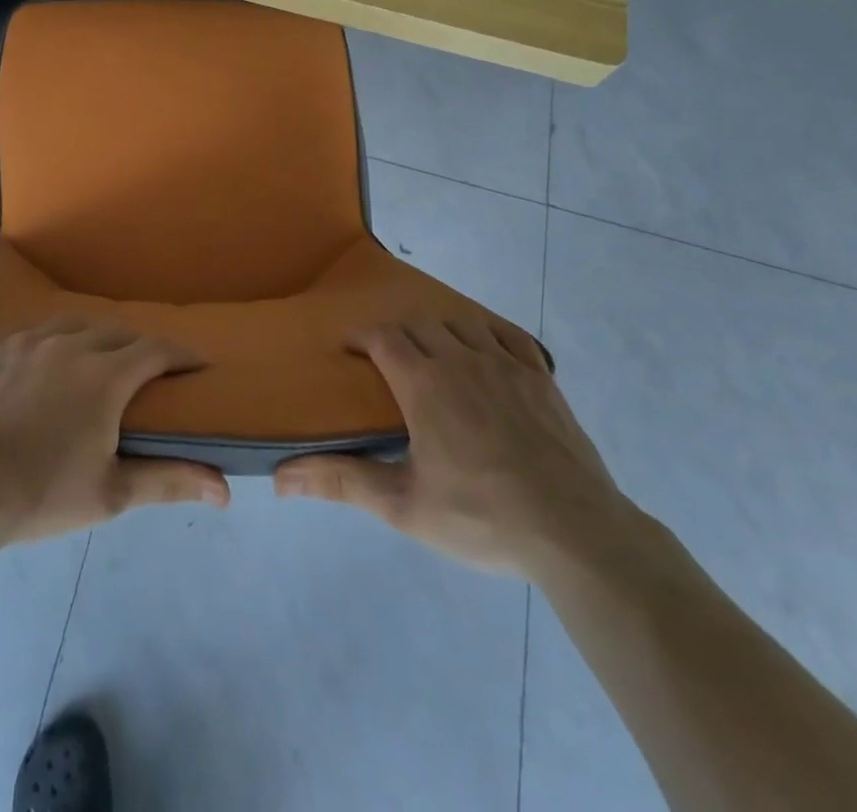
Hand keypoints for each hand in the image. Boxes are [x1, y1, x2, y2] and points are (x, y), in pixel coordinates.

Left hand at [0, 319, 230, 547]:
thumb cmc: (39, 495)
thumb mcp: (110, 494)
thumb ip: (169, 481)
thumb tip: (225, 489)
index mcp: (104, 375)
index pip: (156, 350)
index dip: (180, 355)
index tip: (194, 366)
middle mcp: (67, 344)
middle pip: (115, 332)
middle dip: (136, 347)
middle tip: (141, 372)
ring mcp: (22, 340)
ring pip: (68, 326)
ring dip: (88, 339)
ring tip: (89, 363)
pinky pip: (24, 335)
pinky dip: (40, 347)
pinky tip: (32, 370)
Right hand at [274, 314, 638, 579]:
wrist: (575, 533)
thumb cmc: (481, 518)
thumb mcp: (403, 506)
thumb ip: (342, 482)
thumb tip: (281, 478)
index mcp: (424, 384)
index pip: (382, 337)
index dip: (361, 336)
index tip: (349, 348)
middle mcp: (461, 359)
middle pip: (418, 324)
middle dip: (395, 333)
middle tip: (385, 358)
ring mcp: (505, 364)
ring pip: (461, 323)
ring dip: (438, 329)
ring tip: (431, 352)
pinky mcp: (541, 377)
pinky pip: (509, 335)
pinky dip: (488, 331)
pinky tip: (484, 348)